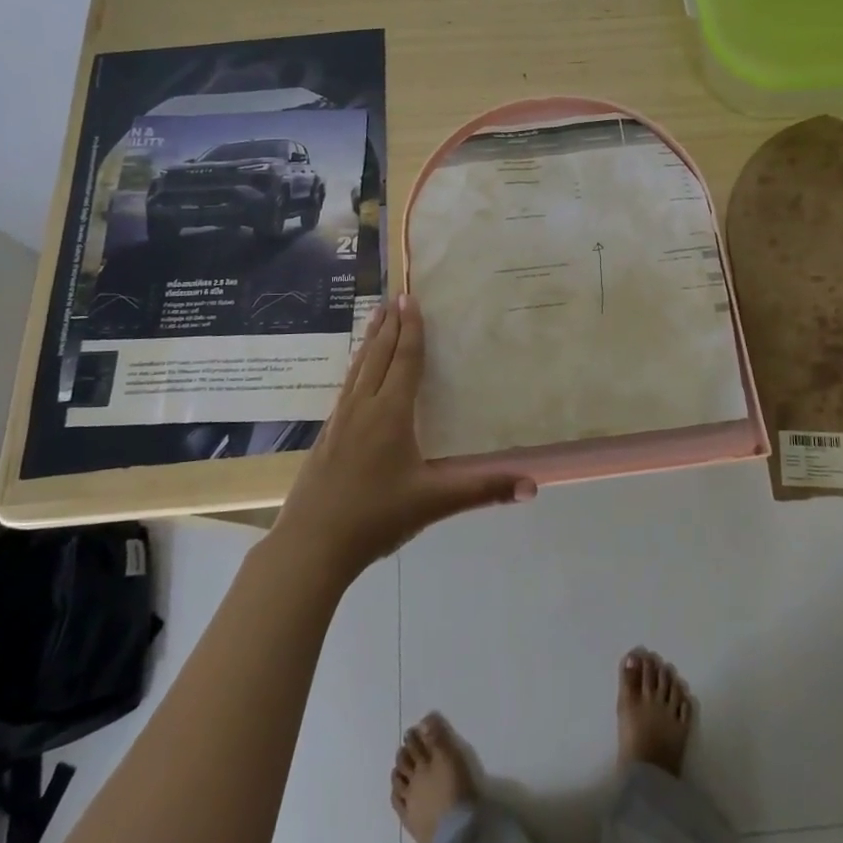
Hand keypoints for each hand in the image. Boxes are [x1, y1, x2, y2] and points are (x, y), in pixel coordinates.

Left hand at [271, 293, 535, 579]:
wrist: (310, 545)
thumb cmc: (376, 517)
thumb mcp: (434, 503)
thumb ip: (483, 490)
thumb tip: (532, 485)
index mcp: (390, 414)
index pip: (404, 361)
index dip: (411, 330)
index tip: (411, 299)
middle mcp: (363, 408)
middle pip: (377, 356)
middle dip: (388, 325)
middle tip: (394, 297)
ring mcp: (339, 422)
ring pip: (357, 369)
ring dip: (369, 341)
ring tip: (374, 318)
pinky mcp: (326, 437)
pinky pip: (345, 388)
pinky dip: (355, 368)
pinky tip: (354, 374)